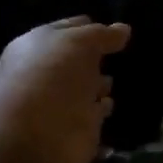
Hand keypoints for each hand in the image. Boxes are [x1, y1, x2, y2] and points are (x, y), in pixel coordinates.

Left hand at [0, 17, 131, 162]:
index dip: (91, 28)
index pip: (69, 30)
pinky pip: (94, 116)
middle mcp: (47, 74)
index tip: (116, 31)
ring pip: (85, 89)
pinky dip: (102, 112)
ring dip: (99, 87)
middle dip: (95, 59)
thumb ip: (103, 35)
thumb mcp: (81, 42)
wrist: (39, 133)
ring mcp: (61, 103)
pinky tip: (111, 106)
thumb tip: (124, 29)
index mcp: (39, 46)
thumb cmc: (54, 75)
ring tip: (114, 82)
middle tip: (118, 57)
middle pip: (77, 61)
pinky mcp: (76, 130)